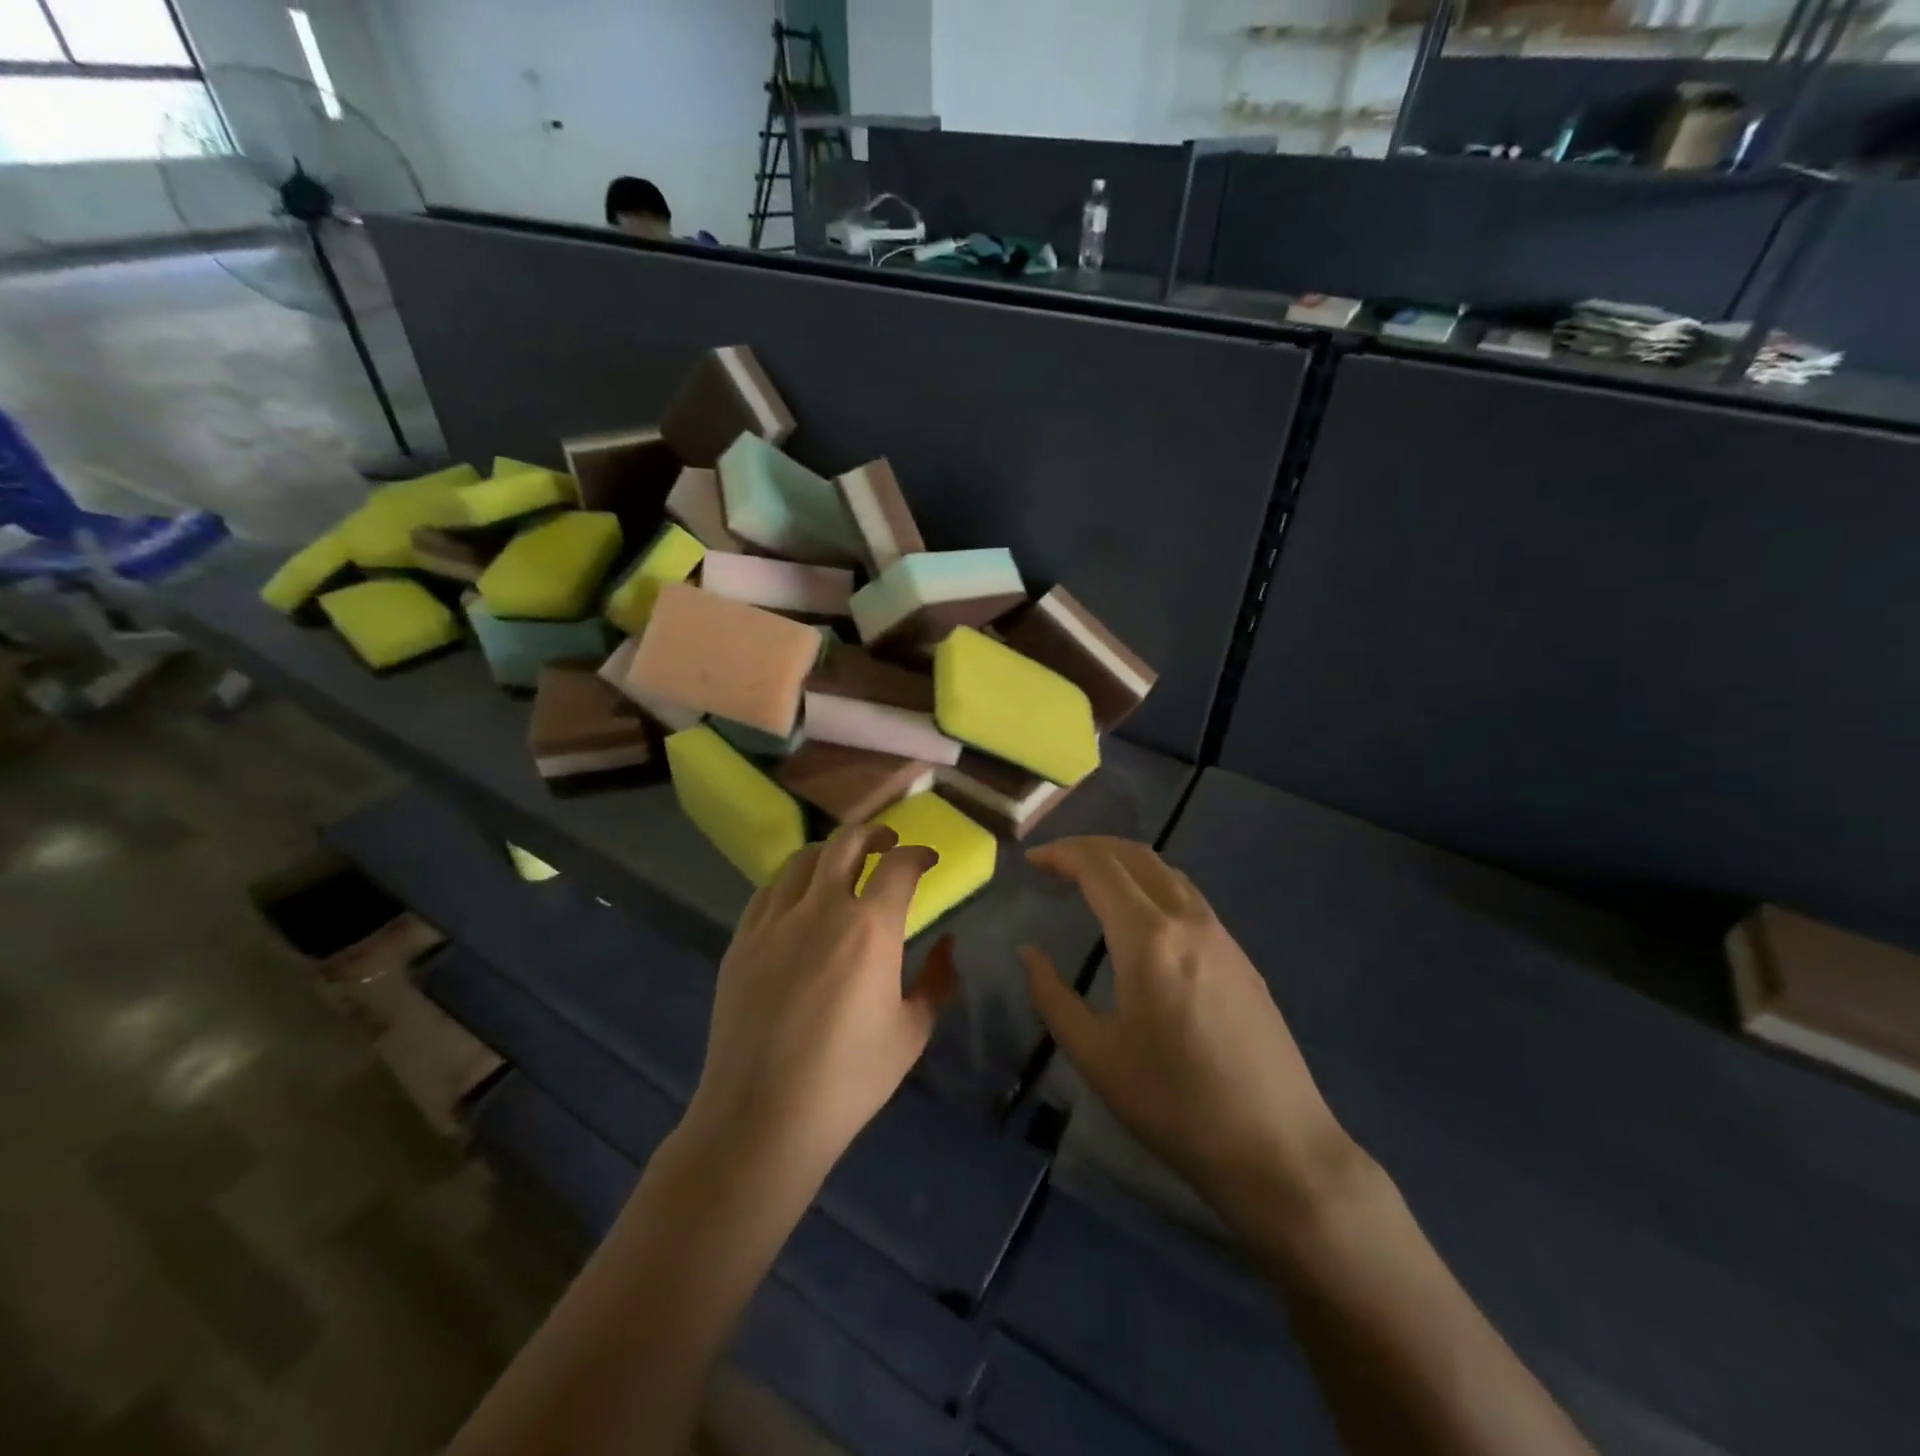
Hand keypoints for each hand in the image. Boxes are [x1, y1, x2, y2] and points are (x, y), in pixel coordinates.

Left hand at [686, 824, 957, 1187]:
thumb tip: (947, 944)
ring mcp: (775, 921)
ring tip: (843, 863)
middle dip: (874, 833)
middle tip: (888, 842)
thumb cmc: (848, 1080)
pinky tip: (799, 897)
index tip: (928, 860)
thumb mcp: (911, 1033)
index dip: (919, 854)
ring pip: (803, 859)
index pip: (900, 866)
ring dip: (831, 852)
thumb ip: (937, 981)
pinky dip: (793, 880)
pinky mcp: (743, 940)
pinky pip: (769, 890)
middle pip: (847, 843)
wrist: (762, 1117)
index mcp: (871, 928)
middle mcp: (822, 909)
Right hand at [1023, 836, 1361, 1226]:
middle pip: (1134, 855)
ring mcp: (1221, 934)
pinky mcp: (1240, 954)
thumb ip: (1052, 996)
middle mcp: (1187, 920)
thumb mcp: (1096, 1056)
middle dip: (1089, 846)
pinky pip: (1187, 895)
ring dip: (1123, 860)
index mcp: (1149, 939)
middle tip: (1055, 860)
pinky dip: (1151, 882)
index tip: (1032, 860)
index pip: (1099, 868)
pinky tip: (1139, 913)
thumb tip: (1028, 953)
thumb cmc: (1174, 1104)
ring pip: (1166, 870)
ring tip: (1091, 877)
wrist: (1276, 1147)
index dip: (1061, 855)